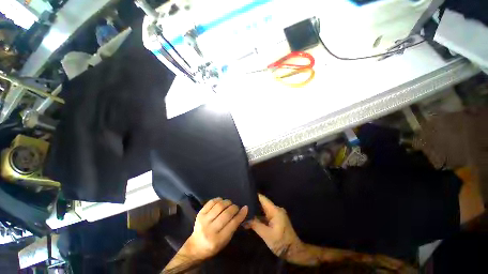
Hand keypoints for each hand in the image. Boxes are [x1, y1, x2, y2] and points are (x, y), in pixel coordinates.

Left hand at [180, 198, 247, 259]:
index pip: (232, 224)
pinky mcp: (199, 214)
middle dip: (234, 207)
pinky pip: (211, 202)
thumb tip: (242, 211)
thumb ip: (233, 227)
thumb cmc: (214, 246)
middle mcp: (210, 230)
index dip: (240, 214)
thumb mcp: (225, 241)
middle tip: (236, 207)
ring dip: (227, 202)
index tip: (245, 208)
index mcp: (218, 240)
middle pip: (226, 214)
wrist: (196, 247)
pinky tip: (221, 201)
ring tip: (229, 203)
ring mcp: (203, 221)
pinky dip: (218, 199)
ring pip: (219, 206)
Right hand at [247, 194, 303, 258]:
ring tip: (244, 211)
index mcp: (275, 210)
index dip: (253, 196)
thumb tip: (244, 218)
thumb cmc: (281, 243)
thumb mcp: (266, 234)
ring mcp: (277, 214)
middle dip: (252, 204)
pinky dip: (259, 216)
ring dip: (255, 210)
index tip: (244, 196)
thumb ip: (255, 224)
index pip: (262, 198)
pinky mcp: (276, 219)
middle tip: (242, 205)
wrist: (294, 252)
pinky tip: (252, 218)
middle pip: (262, 203)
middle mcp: (276, 209)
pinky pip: (266, 214)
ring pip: (264, 209)